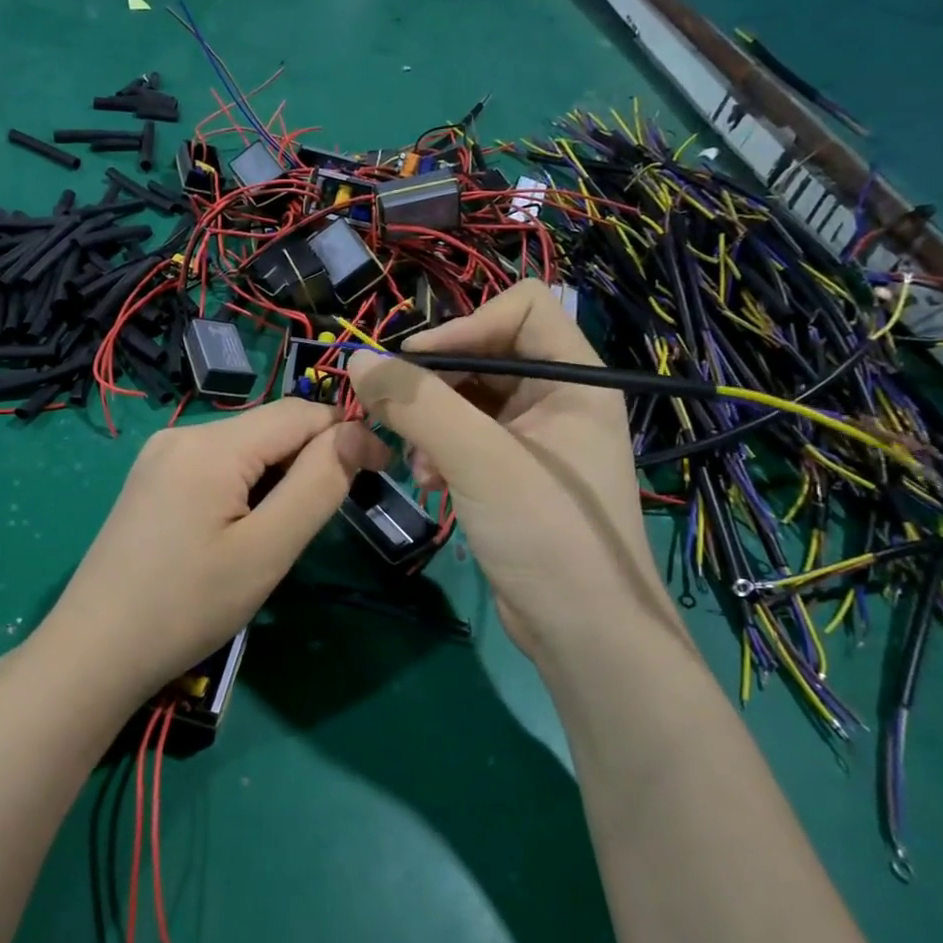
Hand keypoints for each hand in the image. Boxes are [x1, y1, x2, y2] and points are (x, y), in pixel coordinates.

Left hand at [34, 398, 388, 703]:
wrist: (95, 651)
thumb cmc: (188, 606)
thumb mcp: (266, 550)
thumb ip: (317, 485)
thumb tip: (357, 434)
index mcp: (210, 444)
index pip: (299, 413)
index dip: (346, 434)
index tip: (381, 472)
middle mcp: (181, 433)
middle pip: (269, 428)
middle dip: (309, 460)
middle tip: (323, 520)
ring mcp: (159, 456)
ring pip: (243, 448)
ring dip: (277, 476)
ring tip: (276, 535)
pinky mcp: (149, 482)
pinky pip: (214, 466)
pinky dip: (244, 487)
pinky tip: (238, 531)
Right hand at [346, 280, 678, 662]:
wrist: (584, 634)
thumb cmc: (546, 534)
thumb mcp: (479, 459)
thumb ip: (418, 403)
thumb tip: (358, 359)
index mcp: (575, 379)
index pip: (520, 308)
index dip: (465, 326)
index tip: (415, 366)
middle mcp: (559, 400)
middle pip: (485, 355)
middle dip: (436, 386)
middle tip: (396, 416)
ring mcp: (536, 441)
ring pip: (468, 401)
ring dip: (431, 424)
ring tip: (418, 464)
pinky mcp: (514, 477)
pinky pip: (466, 441)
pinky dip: (440, 453)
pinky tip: (429, 484)